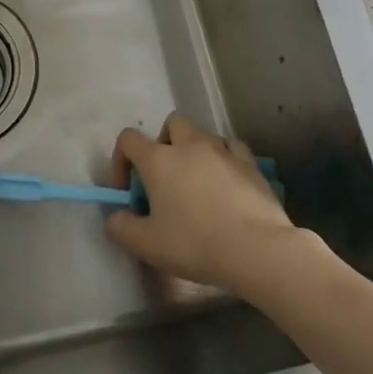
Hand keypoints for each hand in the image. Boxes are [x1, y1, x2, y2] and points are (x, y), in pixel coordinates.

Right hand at [103, 111, 295, 294]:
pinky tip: (226, 181)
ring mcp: (223, 150)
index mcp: (159, 159)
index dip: (121, 160)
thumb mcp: (147, 245)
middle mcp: (189, 145)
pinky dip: (224, 158)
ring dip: (195, 150)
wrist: (256, 249)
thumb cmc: (195, 244)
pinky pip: (232, 148)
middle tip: (166, 178)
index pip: (129, 139)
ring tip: (198, 182)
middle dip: (164, 144)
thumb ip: (121, 228)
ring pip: (203, 134)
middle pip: (171, 124)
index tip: (128, 190)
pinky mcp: (251, 163)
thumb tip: (116, 217)